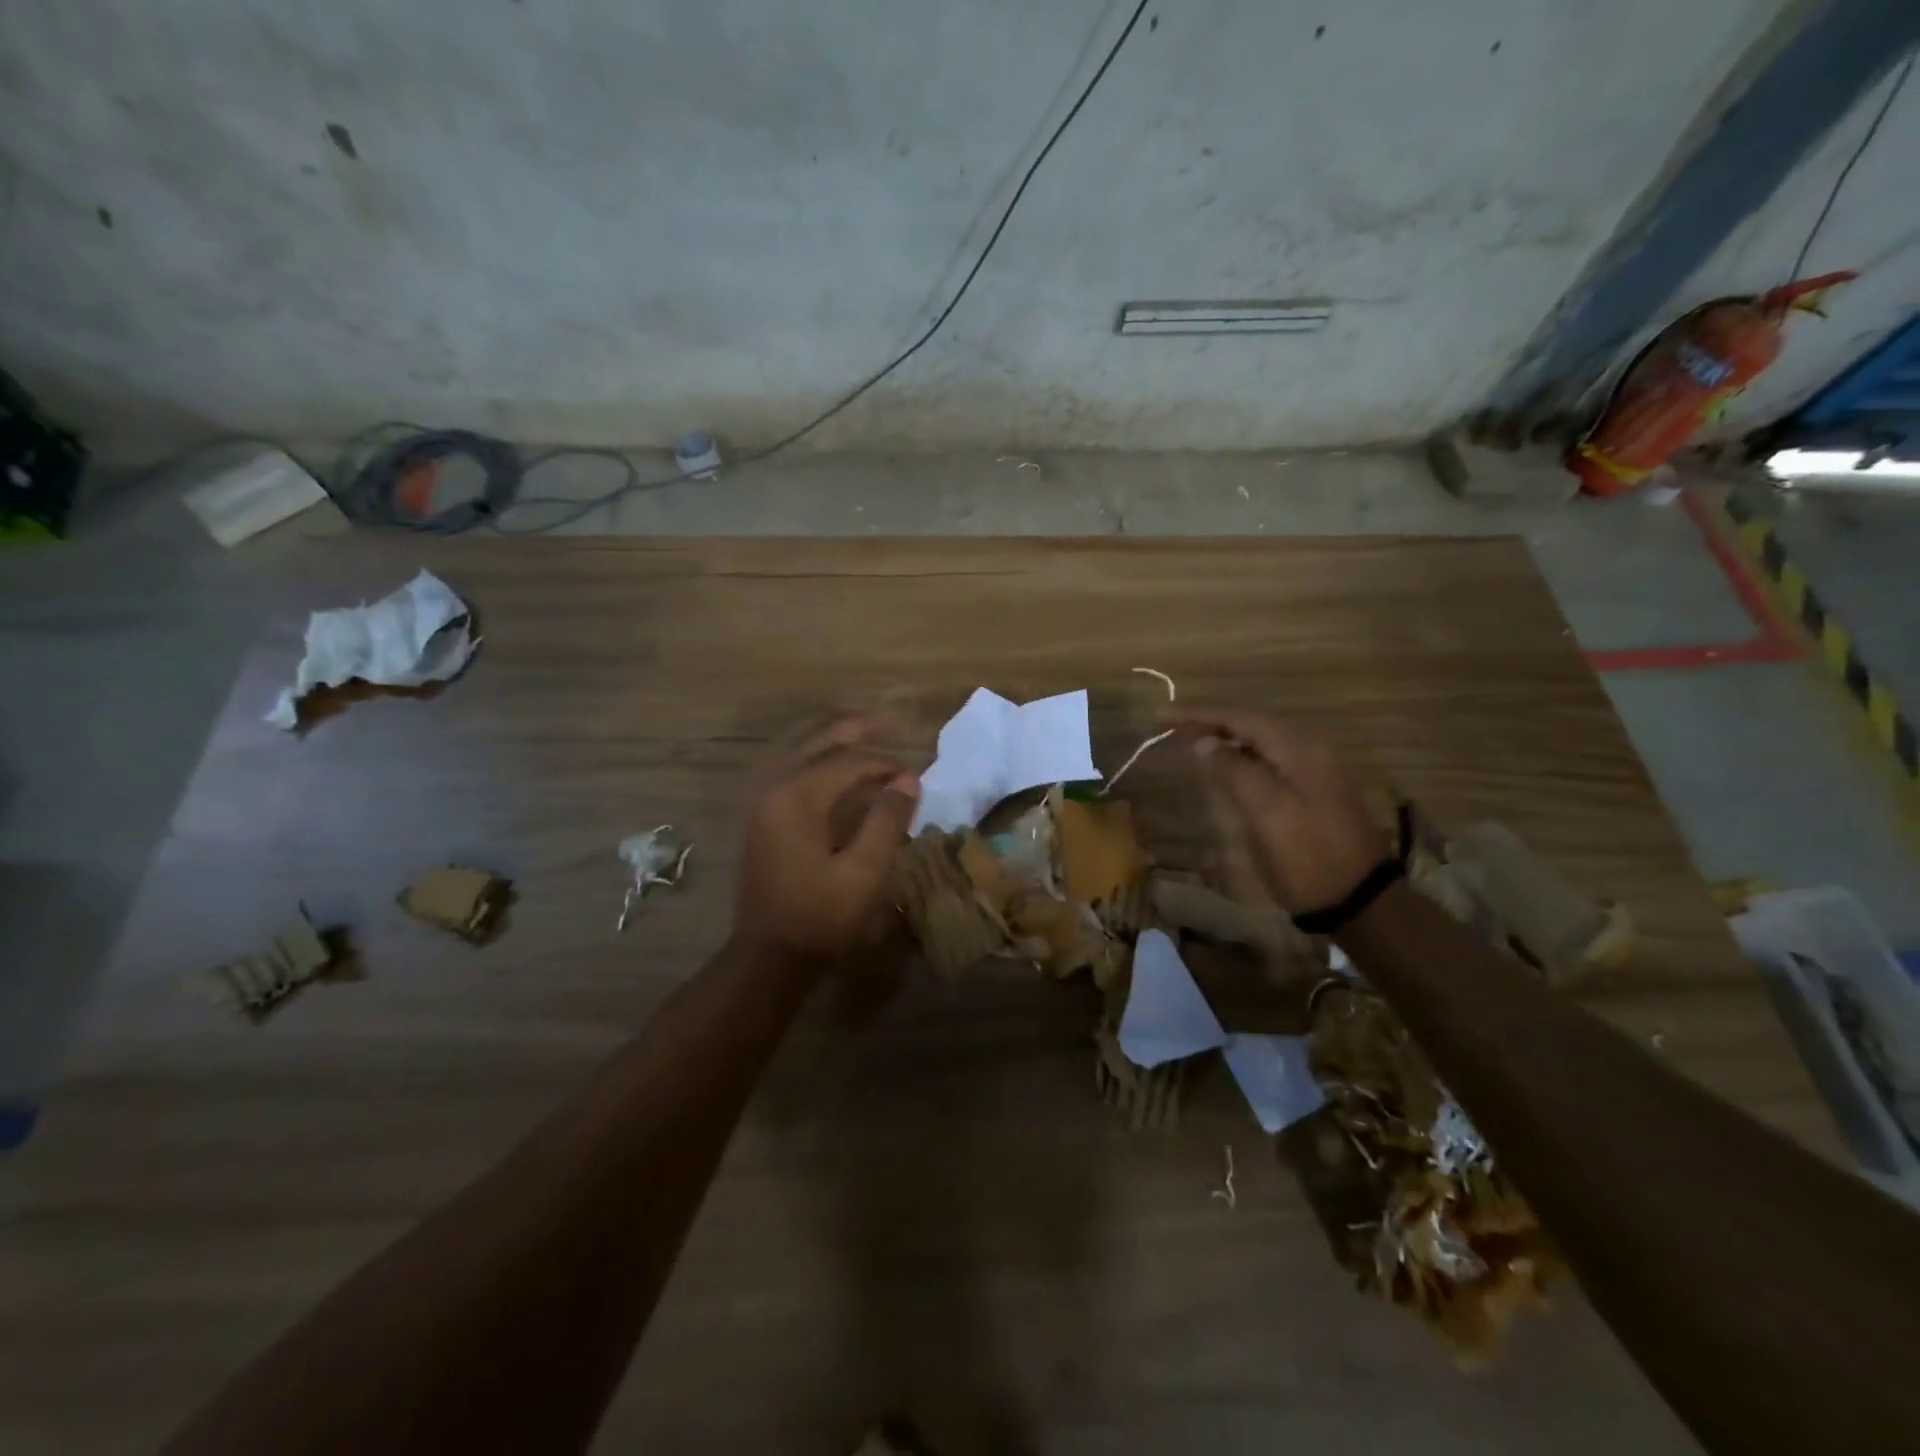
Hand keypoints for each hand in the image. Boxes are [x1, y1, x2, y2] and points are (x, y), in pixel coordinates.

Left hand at [731, 715, 920, 968]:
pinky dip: (815, 758)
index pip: (848, 762)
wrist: (769, 956)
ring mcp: (762, 803)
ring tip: (864, 735)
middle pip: (817, 744)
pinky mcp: (761, 818)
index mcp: (797, 798)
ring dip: (832, 740)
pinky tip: (832, 765)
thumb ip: (887, 820)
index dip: (885, 764)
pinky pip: (789, 769)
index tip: (914, 777)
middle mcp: (774, 789)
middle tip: (888, 725)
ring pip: (799, 752)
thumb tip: (907, 779)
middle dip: (854, 731)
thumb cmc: (821, 917)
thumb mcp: (865, 872)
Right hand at [1169, 709, 1388, 914]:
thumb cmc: (1307, 856)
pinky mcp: (1312, 789)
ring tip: (1187, 738)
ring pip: (1259, 741)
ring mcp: (1314, 770)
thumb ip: (1235, 771)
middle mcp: (1308, 749)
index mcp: (1299, 749)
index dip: (1198, 714)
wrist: (1359, 900)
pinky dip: (1240, 755)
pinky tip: (1222, 763)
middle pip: (1251, 724)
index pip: (1240, 718)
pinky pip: (1268, 759)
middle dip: (1209, 721)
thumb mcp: (1267, 812)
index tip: (1161, 716)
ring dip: (1223, 737)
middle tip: (1168, 725)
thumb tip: (1205, 742)